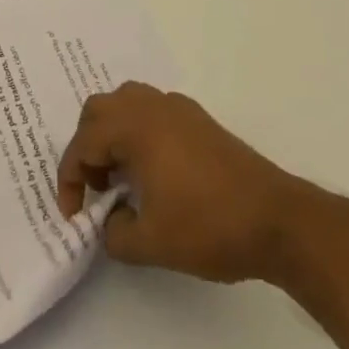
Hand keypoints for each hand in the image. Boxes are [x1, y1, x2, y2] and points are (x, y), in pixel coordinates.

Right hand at [56, 81, 323, 284]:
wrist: (278, 221)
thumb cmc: (209, 227)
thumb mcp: (152, 244)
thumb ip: (115, 234)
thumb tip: (109, 222)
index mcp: (133, 127)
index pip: (83, 143)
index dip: (70, 179)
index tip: (73, 215)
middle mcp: (151, 106)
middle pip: (99, 110)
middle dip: (87, 147)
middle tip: (94, 188)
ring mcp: (177, 108)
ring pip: (126, 104)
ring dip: (112, 135)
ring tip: (120, 177)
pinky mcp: (198, 119)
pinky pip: (152, 111)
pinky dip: (138, 133)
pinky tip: (152, 171)